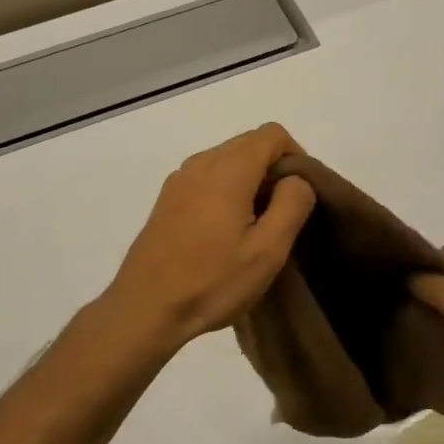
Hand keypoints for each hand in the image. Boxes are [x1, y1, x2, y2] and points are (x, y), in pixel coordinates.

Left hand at [99, 123, 316, 358]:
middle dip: (273, 169)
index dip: (295, 157)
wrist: (144, 309)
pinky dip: (226, 189)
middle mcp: (201, 162)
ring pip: (228, 159)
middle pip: (249, 143)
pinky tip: (225, 231)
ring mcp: (179, 179)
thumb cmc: (211, 282)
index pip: (272, 134)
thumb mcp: (267, 250)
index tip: (299, 196)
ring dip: (249, 181)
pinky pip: (208, 176)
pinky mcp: (167, 198)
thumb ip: (292, 204)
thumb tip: (296, 179)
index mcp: (228, 169)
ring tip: (255, 226)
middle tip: (281, 215)